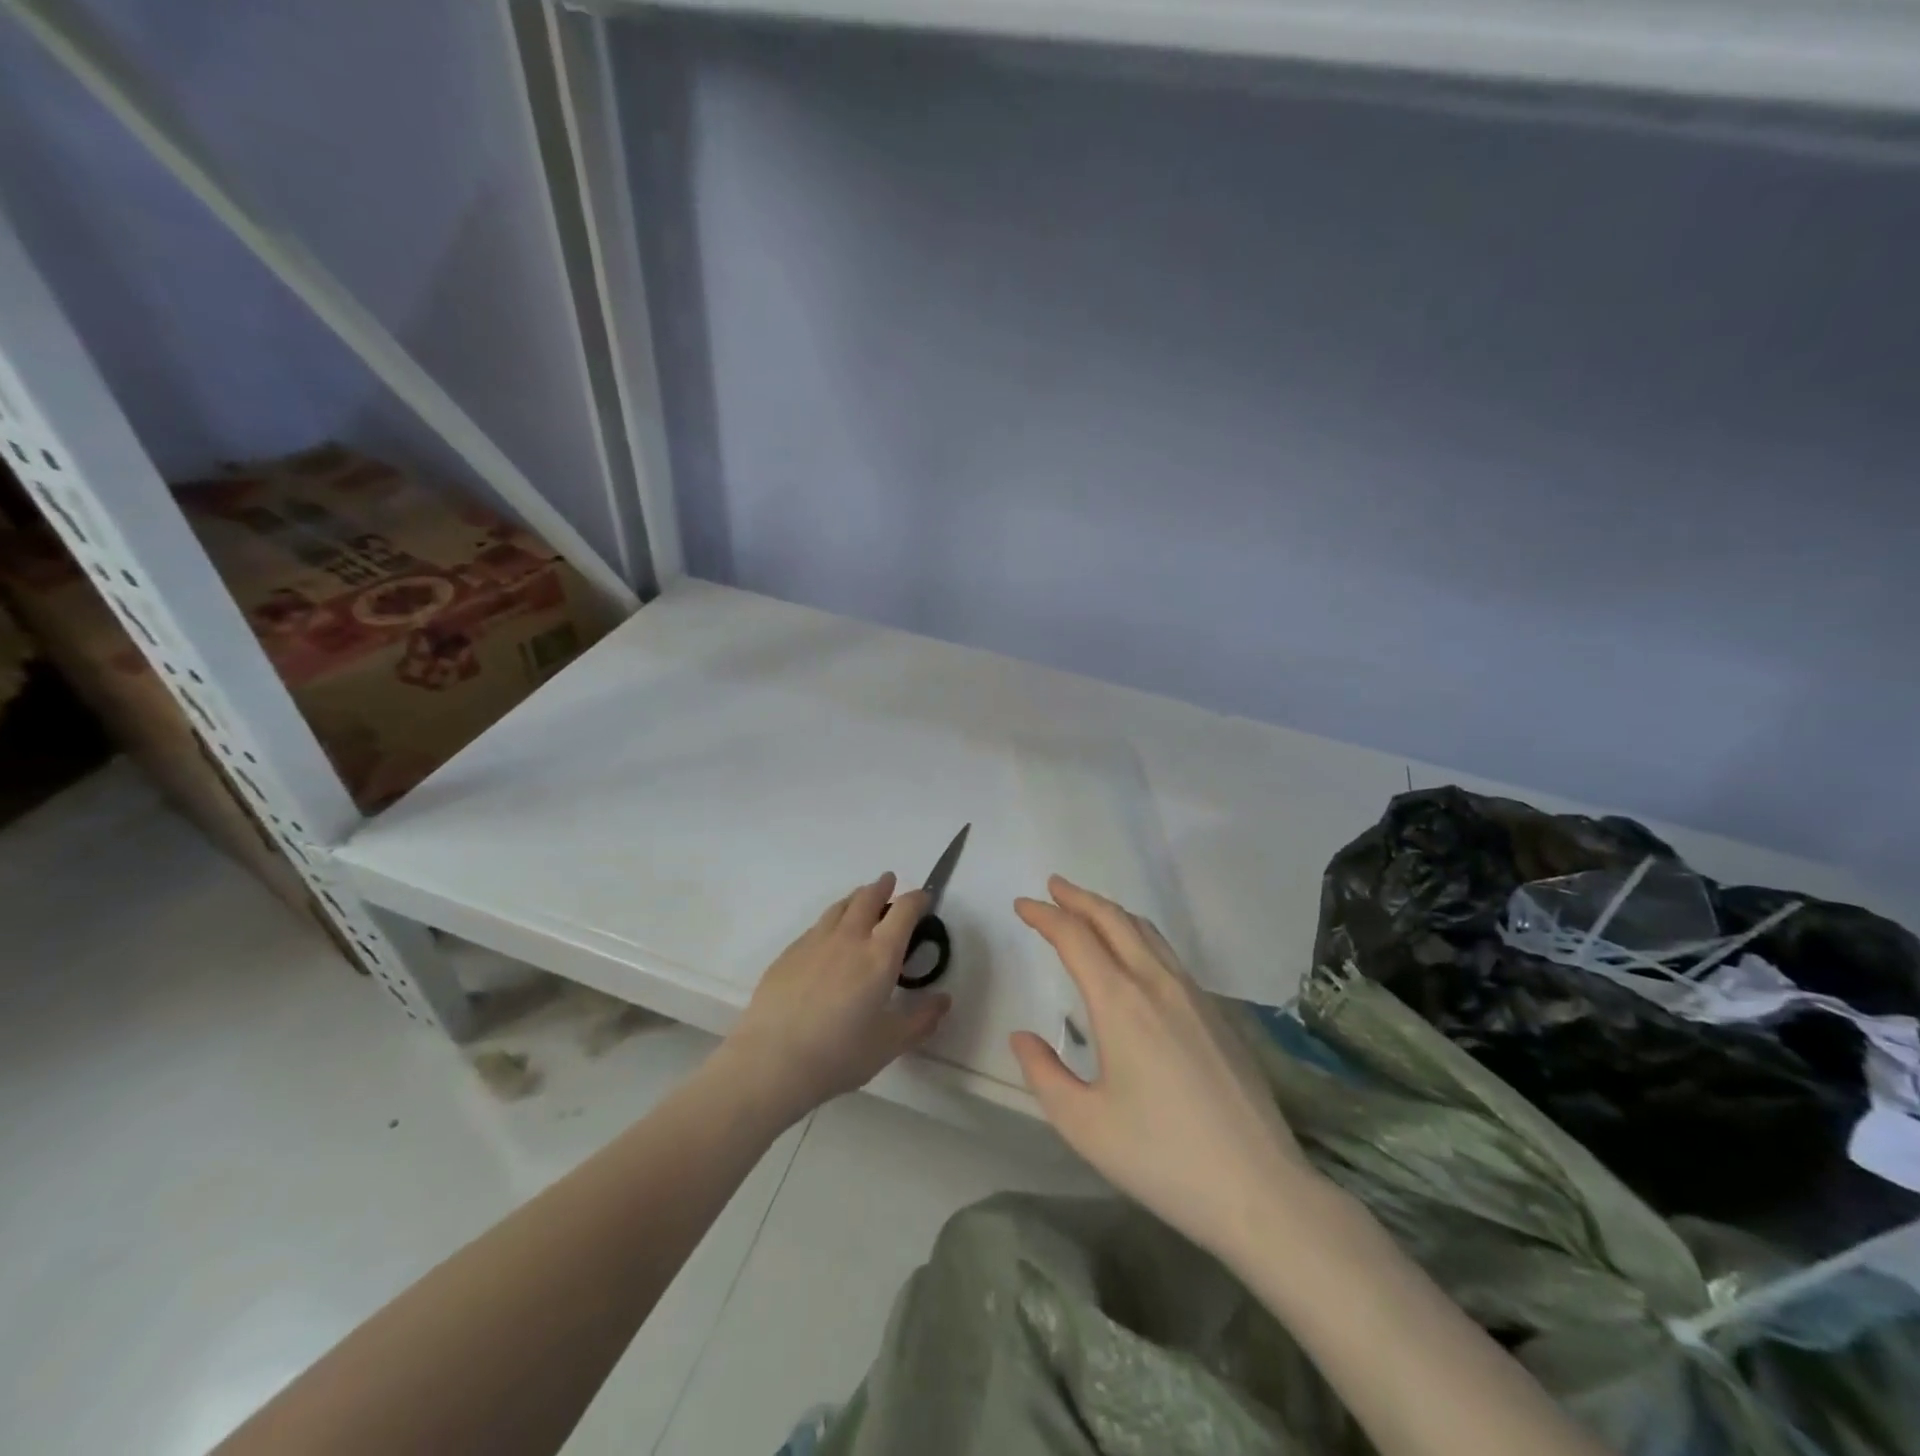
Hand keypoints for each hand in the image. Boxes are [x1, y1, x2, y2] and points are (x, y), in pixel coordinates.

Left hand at [722, 874, 952, 1126]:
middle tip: (889, 882)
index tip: (923, 898)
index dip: (916, 899)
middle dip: (882, 887)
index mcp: (880, 955)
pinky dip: (831, 921)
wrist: (771, 1061)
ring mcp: (814, 942)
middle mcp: (849, 938)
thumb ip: (921, 1020)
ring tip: (861, 898)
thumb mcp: (889, 1044)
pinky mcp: (789, 953)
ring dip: (855, 898)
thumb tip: (944, 1000)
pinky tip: (828, 936)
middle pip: (867, 898)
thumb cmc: (838, 1054)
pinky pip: (816, 926)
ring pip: (839, 907)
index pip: (903, 911)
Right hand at [1011, 876, 1317, 1261]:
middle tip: (1052, 887)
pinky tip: (1134, 956)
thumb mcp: (1084, 1124)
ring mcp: (1194, 995)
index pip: (1075, 937)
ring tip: (1088, 910)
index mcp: (1120, 1002)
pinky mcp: (1217, 1013)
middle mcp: (1157, 983)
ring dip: (1111, 912)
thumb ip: (1044, 1074)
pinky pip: (1168, 954)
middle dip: (1079, 898)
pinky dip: (1139, 936)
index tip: (1022, 905)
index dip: (1045, 916)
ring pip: (1146, 932)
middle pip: (1114, 919)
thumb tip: (1022, 1038)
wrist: (1259, 1189)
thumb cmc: (1161, 1157)